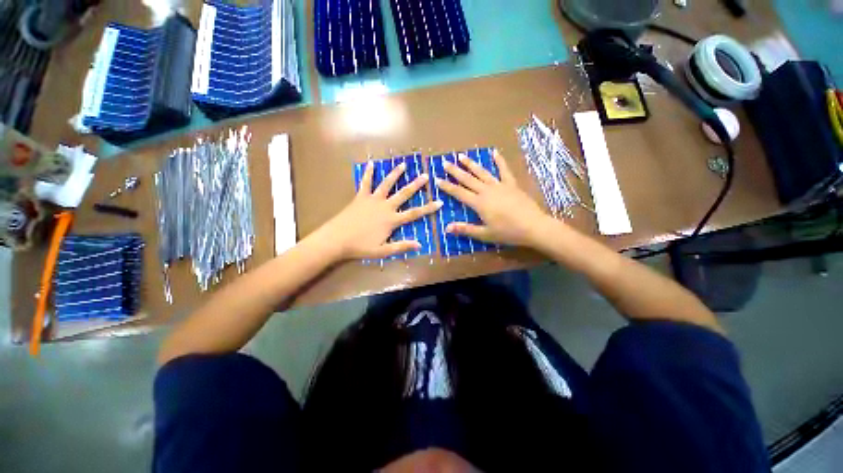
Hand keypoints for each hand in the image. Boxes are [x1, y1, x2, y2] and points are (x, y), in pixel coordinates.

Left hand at [317, 161, 441, 259]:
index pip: (414, 213)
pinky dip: (368, 173)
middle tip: (425, 176)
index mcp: (391, 220)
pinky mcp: (360, 197)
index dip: (428, 208)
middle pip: (403, 194)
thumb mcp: (383, 251)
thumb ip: (401, 247)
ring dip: (395, 174)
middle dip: (415, 185)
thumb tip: (419, 245)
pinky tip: (371, 164)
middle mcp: (385, 206)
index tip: (439, 202)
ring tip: (403, 165)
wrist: (337, 239)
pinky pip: (365, 183)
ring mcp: (372, 200)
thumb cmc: (361, 246)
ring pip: (386, 184)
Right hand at [436, 150, 552, 247]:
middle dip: (455, 171)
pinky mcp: (511, 184)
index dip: (447, 186)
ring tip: (461, 156)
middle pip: (468, 179)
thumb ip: (465, 229)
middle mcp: (486, 191)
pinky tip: (494, 152)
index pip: (459, 193)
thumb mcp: (485, 234)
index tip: (437, 179)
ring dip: (471, 164)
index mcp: (479, 203)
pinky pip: (504, 170)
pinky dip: (499, 161)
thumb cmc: (508, 232)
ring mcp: (499, 185)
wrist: (533, 226)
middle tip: (445, 162)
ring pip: (482, 172)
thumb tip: (446, 228)